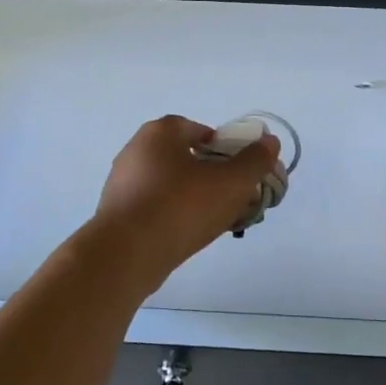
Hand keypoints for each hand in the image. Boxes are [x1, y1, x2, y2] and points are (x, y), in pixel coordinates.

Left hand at [92, 115, 281, 279]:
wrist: (126, 255)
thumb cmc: (181, 207)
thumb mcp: (231, 183)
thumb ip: (255, 161)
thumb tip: (270, 142)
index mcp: (160, 133)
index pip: (197, 129)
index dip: (222, 147)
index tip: (237, 170)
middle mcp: (136, 150)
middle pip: (183, 156)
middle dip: (209, 173)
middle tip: (230, 195)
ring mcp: (121, 182)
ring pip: (168, 183)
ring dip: (191, 196)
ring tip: (213, 219)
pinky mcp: (115, 212)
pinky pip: (152, 205)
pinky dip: (171, 214)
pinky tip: (186, 234)